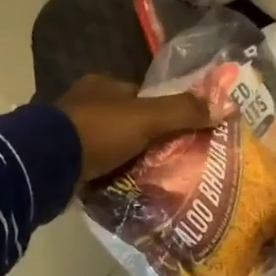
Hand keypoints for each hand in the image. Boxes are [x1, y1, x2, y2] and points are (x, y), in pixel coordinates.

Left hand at [57, 74, 214, 184]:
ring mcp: (69, 135)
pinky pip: (93, 168)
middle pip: (125, 123)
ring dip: (126, 161)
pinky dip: (107, 177)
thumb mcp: (146, 118)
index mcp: (102, 86)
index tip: (182, 135)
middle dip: (144, 141)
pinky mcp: (60, 162)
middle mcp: (83, 105)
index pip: (141, 96)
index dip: (163, 114)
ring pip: (109, 147)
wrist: (46, 164)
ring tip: (151, 181)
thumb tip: (229, 105)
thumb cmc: (97, 132)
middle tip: (169, 163)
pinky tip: (123, 190)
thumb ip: (183, 112)